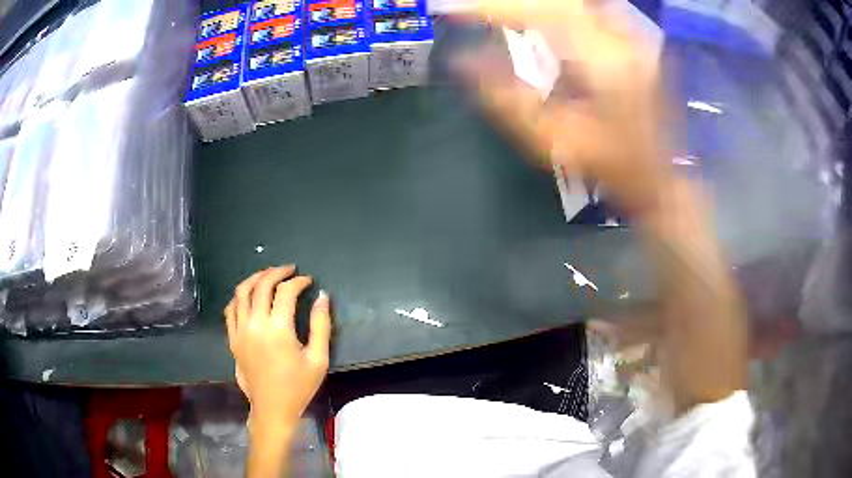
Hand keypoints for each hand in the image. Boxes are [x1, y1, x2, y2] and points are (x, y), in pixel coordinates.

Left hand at [224, 266, 331, 429]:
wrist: (272, 409)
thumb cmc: (298, 387)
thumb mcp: (318, 359)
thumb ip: (321, 325)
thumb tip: (322, 296)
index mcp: (278, 329)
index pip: (285, 292)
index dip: (298, 281)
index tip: (308, 281)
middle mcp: (255, 324)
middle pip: (261, 285)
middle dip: (277, 273)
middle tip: (290, 270)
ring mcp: (240, 331)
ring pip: (241, 292)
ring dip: (255, 278)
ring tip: (268, 275)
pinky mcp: (232, 339)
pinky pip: (231, 309)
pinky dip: (239, 296)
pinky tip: (249, 295)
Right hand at [463, 0, 670, 211]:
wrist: (663, 178)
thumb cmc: (612, 167)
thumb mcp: (554, 142)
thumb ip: (506, 99)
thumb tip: (463, 62)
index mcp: (604, 62)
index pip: (541, 13)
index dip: (495, 7)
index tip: (457, 9)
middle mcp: (621, 39)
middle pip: (560, 2)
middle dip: (513, 4)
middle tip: (478, 11)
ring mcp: (632, 38)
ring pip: (575, 5)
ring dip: (536, 7)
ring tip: (503, 16)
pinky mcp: (634, 43)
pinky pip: (588, 15)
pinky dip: (558, 14)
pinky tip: (539, 24)